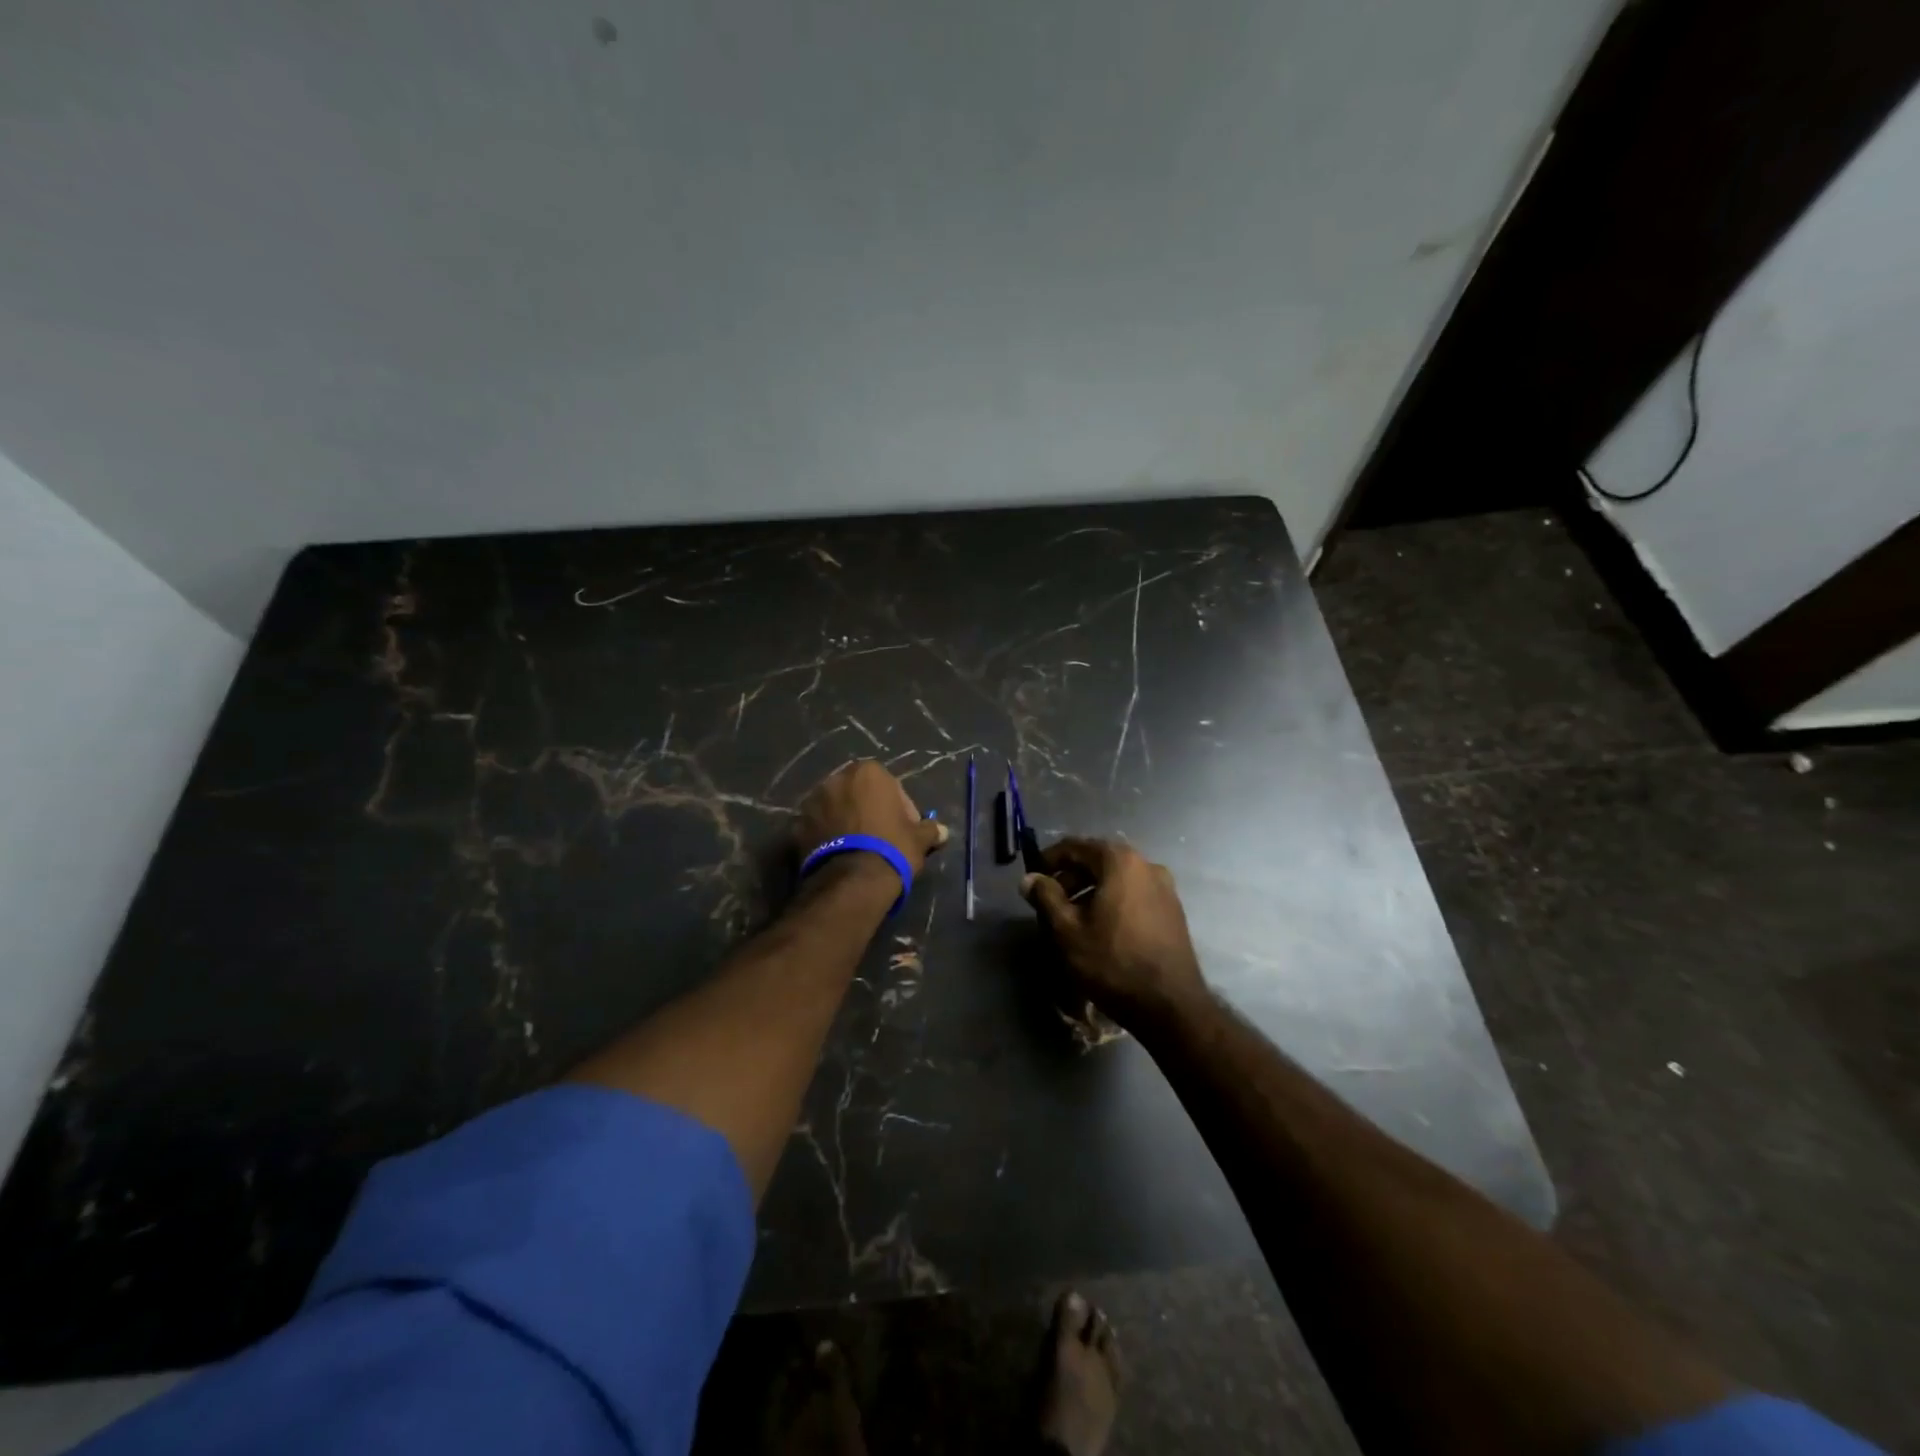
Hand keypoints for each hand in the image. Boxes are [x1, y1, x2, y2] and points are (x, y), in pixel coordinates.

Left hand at [796, 759, 948, 873]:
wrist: (852, 881)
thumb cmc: (891, 848)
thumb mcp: (919, 839)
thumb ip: (930, 830)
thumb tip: (943, 831)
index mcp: (868, 772)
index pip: (890, 785)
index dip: (900, 808)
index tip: (905, 828)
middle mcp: (836, 779)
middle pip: (859, 793)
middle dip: (869, 809)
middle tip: (882, 836)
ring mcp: (812, 801)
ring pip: (836, 808)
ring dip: (846, 821)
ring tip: (858, 848)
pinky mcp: (797, 825)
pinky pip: (818, 826)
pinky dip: (827, 836)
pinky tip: (840, 855)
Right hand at [1021, 837, 1206, 1028]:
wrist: (1170, 1005)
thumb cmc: (1112, 962)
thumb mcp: (1067, 930)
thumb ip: (1046, 897)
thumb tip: (1029, 878)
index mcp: (1120, 861)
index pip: (1076, 846)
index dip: (1050, 859)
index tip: (1033, 877)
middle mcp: (1146, 865)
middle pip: (1099, 860)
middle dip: (1070, 876)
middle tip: (1050, 901)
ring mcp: (1165, 888)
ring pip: (1117, 878)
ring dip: (1091, 890)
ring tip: (1072, 918)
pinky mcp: (1173, 910)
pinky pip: (1134, 894)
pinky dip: (1112, 901)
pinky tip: (1101, 928)